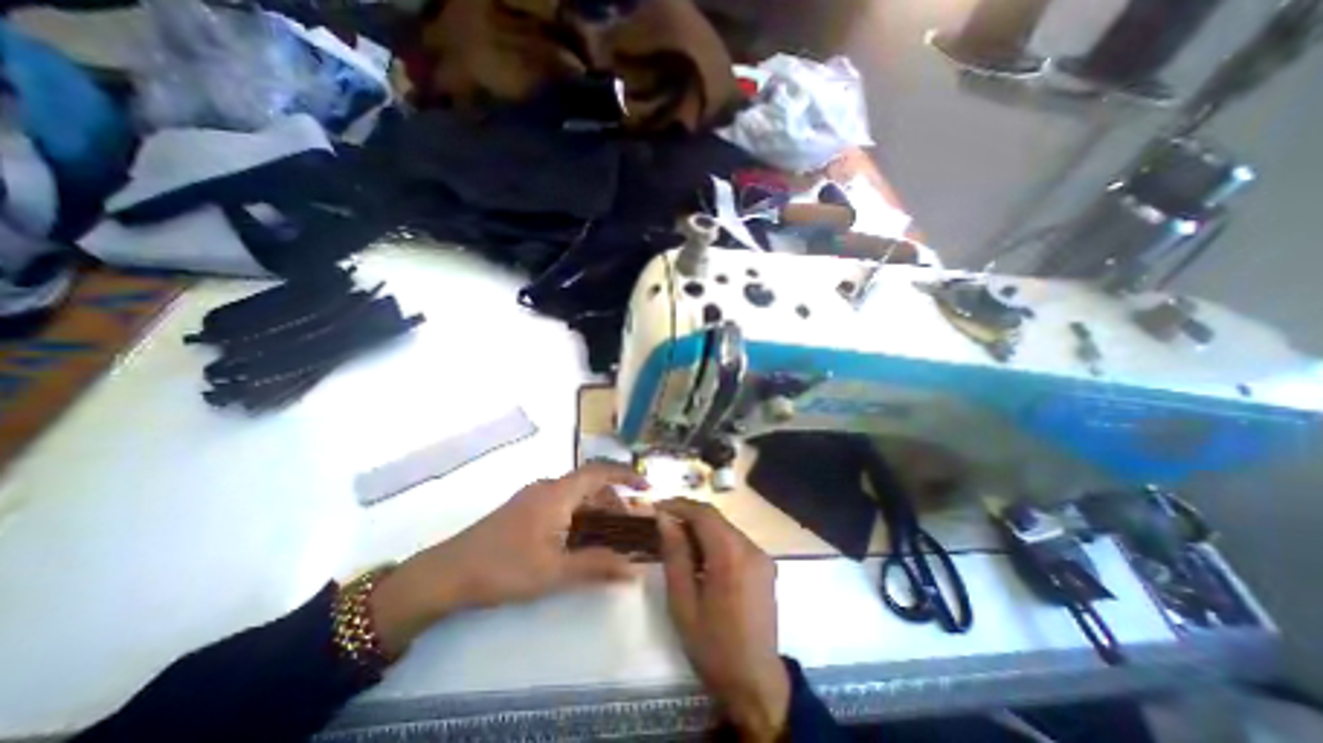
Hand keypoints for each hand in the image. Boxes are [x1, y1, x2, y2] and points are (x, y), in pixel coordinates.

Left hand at [367, 465, 649, 654]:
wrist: (446, 574)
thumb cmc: (504, 567)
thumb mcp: (555, 571)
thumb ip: (597, 565)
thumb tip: (635, 569)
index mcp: (557, 492)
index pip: (600, 471)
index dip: (626, 475)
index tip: (647, 487)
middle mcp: (548, 487)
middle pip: (590, 484)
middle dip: (614, 500)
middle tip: (630, 525)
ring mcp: (533, 497)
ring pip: (575, 495)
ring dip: (596, 509)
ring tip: (610, 535)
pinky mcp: (524, 510)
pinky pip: (562, 503)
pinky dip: (579, 514)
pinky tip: (581, 538)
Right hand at [653, 500, 782, 741]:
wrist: (756, 683)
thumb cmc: (712, 645)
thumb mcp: (683, 602)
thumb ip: (675, 555)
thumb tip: (665, 519)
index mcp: (731, 555)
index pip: (704, 514)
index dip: (679, 505)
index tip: (657, 506)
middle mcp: (751, 548)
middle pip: (716, 518)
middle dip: (689, 514)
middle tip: (664, 521)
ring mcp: (761, 556)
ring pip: (726, 528)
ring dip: (702, 527)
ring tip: (678, 539)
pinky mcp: (765, 566)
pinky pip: (736, 541)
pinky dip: (716, 540)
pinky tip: (701, 556)